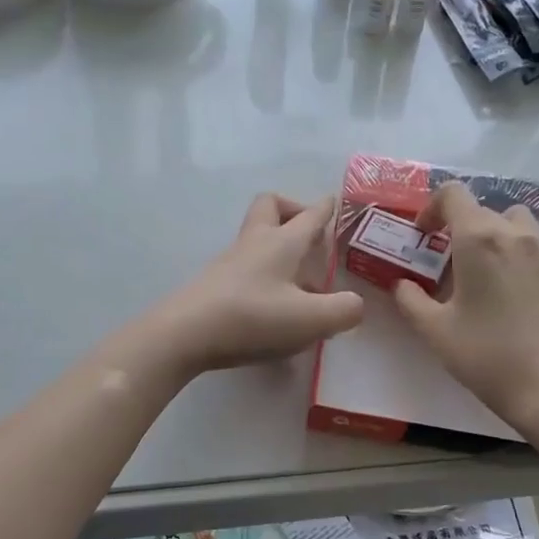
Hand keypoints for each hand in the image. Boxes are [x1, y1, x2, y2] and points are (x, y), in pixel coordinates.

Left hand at [153, 194, 364, 374]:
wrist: (184, 335)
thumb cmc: (252, 318)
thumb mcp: (311, 319)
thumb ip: (343, 310)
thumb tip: (354, 304)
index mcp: (281, 242)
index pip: (310, 214)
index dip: (327, 208)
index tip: (337, 203)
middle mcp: (254, 244)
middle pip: (270, 207)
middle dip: (292, 211)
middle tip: (311, 238)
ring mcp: (230, 263)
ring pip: (257, 239)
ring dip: (280, 251)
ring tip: (302, 288)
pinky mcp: (215, 285)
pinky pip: (246, 269)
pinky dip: (266, 279)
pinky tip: (275, 313)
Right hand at [393, 181, 538, 432]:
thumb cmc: (486, 355)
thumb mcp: (435, 331)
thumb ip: (410, 300)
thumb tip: (402, 284)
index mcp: (479, 238)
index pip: (453, 194)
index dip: (431, 208)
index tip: (422, 236)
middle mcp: (514, 233)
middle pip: (482, 208)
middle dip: (458, 227)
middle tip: (445, 263)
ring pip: (514, 221)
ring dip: (492, 233)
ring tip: (480, 270)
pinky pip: (535, 243)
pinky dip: (517, 251)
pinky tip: (509, 286)